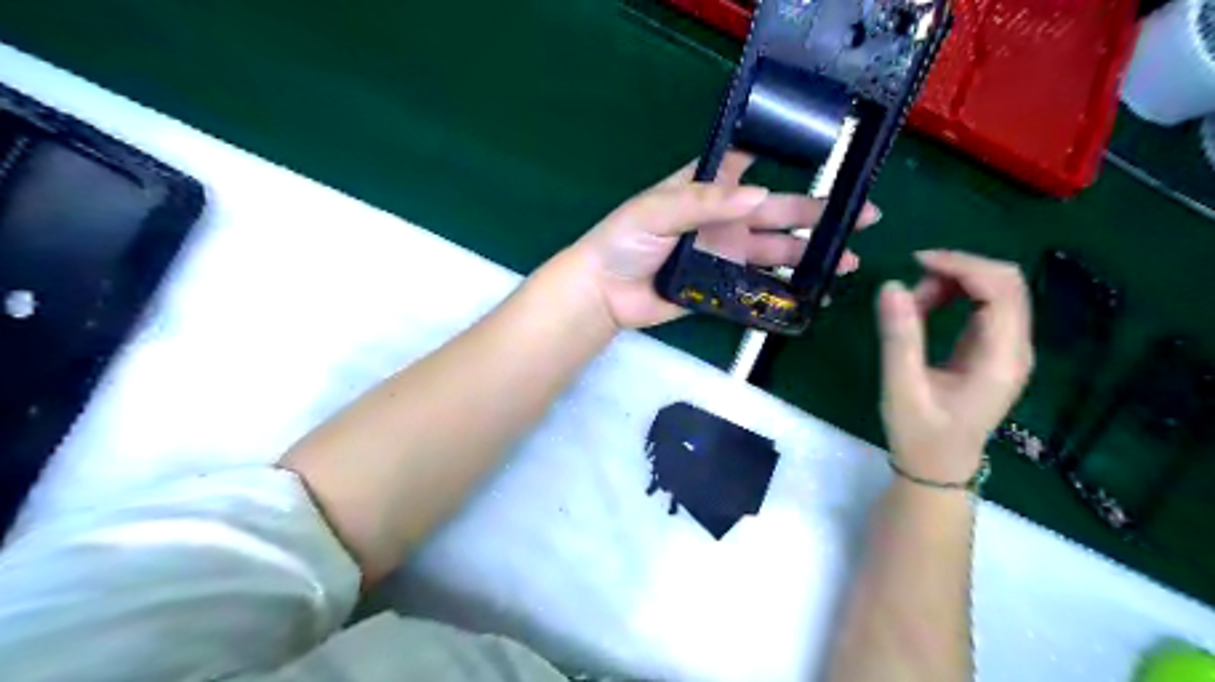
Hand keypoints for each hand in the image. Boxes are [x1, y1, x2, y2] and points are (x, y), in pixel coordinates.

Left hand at [573, 153, 883, 327]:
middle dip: (818, 215)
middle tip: (864, 217)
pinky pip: (759, 288)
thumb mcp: (657, 209)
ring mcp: (725, 255)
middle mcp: (723, 220)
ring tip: (848, 260)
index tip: (829, 158)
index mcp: (708, 191)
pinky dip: (785, 291)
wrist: (604, 293)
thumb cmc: (624, 240)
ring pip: (776, 252)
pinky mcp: (722, 288)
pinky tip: (813, 293)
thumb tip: (761, 194)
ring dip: (811, 255)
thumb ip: (704, 200)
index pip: (751, 167)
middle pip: (777, 214)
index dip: (786, 160)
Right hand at [874, 250, 1033, 484]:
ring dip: (952, 284)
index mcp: (1001, 358)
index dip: (963, 265)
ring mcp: (1007, 348)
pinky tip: (925, 309)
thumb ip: (899, 337)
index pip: (1002, 289)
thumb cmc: (920, 434)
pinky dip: (953, 296)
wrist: (937, 468)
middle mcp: (1015, 348)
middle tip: (911, 288)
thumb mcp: (902, 388)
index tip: (916, 262)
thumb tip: (891, 285)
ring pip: (994, 290)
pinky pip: (982, 305)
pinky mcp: (992, 349)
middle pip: (1006, 283)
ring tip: (911, 306)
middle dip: (957, 271)